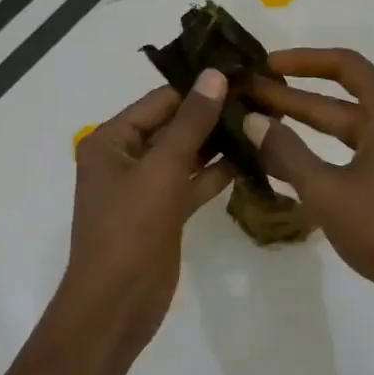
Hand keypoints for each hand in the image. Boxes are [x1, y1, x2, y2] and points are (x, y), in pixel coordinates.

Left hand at [57, 71, 234, 355]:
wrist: (116, 303)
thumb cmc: (130, 229)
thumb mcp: (161, 169)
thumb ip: (191, 122)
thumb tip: (215, 75)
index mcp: (111, 140)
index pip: (159, 101)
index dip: (198, 86)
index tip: (241, 70)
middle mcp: (125, 158)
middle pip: (173, 125)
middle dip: (212, 113)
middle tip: (260, 95)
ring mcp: (145, 187)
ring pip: (185, 155)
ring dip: (217, 142)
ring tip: (262, 121)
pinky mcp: (163, 212)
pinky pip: (191, 183)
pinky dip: (215, 173)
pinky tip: (250, 158)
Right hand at [243, 48, 373, 314]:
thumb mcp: (326, 190)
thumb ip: (286, 152)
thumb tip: (251, 121)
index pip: (344, 65)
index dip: (302, 60)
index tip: (264, 66)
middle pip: (342, 99)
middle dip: (293, 97)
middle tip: (248, 97)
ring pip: (347, 130)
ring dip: (306, 126)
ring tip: (260, 125)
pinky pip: (356, 155)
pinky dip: (323, 154)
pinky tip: (290, 166)